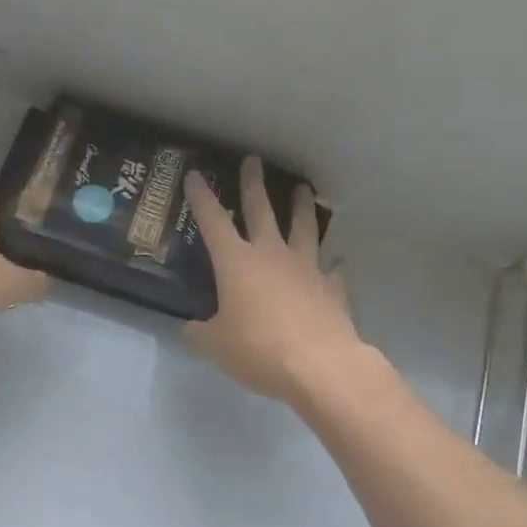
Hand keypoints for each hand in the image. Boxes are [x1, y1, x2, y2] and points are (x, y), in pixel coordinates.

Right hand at [183, 157, 364, 402]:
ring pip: (303, 228)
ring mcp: (306, 268)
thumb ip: (200, 334)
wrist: (319, 365)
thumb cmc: (259, 349)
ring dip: (301, 207)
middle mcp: (271, 255)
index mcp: (236, 263)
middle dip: (254, 184)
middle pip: (261, 210)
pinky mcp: (331, 288)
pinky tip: (337, 262)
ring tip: (303, 189)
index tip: (196, 174)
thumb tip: (189, 329)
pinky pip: (332, 271)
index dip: (202, 197)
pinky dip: (333, 265)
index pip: (213, 221)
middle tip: (254, 161)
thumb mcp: (217, 346)